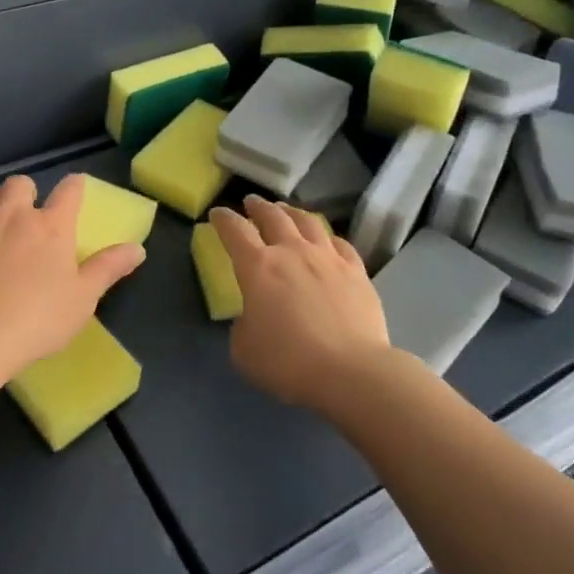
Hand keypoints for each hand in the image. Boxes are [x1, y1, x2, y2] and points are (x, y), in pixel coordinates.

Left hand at [0, 174, 145, 384]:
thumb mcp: (82, 299)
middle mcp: (14, 214)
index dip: (75, 186)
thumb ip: (108, 269)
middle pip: (21, 183)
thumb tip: (138, 248)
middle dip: (26, 193)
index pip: (69, 190)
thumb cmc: (36, 319)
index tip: (75, 189)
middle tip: (28, 217)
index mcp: (52, 226)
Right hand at [211, 196, 392, 410]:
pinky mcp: (356, 271)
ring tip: (286, 210)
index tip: (217, 213)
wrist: (350, 371)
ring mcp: (327, 258)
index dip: (223, 219)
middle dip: (258, 207)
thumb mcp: (244, 350)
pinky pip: (340, 243)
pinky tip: (327, 239)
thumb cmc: (288, 362)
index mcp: (258, 267)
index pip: (235, 231)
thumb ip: (243, 325)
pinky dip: (327, 236)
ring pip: (308, 222)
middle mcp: (292, 252)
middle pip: (273, 217)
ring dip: (292, 212)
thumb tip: (253, 315)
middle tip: (252, 202)